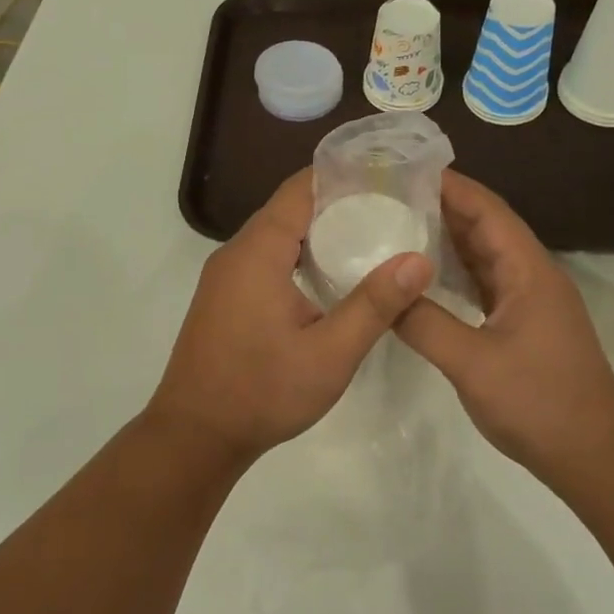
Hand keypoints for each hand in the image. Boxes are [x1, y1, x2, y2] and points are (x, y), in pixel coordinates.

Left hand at [146, 171, 433, 460]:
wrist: (195, 437)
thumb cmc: (262, 393)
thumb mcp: (329, 354)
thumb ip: (374, 304)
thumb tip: (419, 259)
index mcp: (257, 252)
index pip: (300, 189)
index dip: (342, 176)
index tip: (387, 176)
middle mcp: (236, 252)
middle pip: (290, 208)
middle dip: (339, 203)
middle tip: (392, 209)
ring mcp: (226, 276)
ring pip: (278, 235)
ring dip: (319, 232)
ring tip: (372, 237)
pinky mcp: (226, 297)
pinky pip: (267, 259)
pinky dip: (300, 255)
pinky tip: (332, 276)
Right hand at [395, 171, 613, 480]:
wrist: (595, 456)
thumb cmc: (539, 404)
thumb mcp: (473, 363)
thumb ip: (424, 323)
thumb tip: (383, 291)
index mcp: (528, 271)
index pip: (487, 210)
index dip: (450, 186)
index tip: (405, 169)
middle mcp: (532, 276)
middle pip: (485, 228)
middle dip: (442, 207)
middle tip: (389, 195)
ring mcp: (530, 302)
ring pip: (484, 257)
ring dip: (447, 239)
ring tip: (398, 225)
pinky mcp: (523, 325)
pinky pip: (484, 285)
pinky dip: (455, 274)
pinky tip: (424, 277)